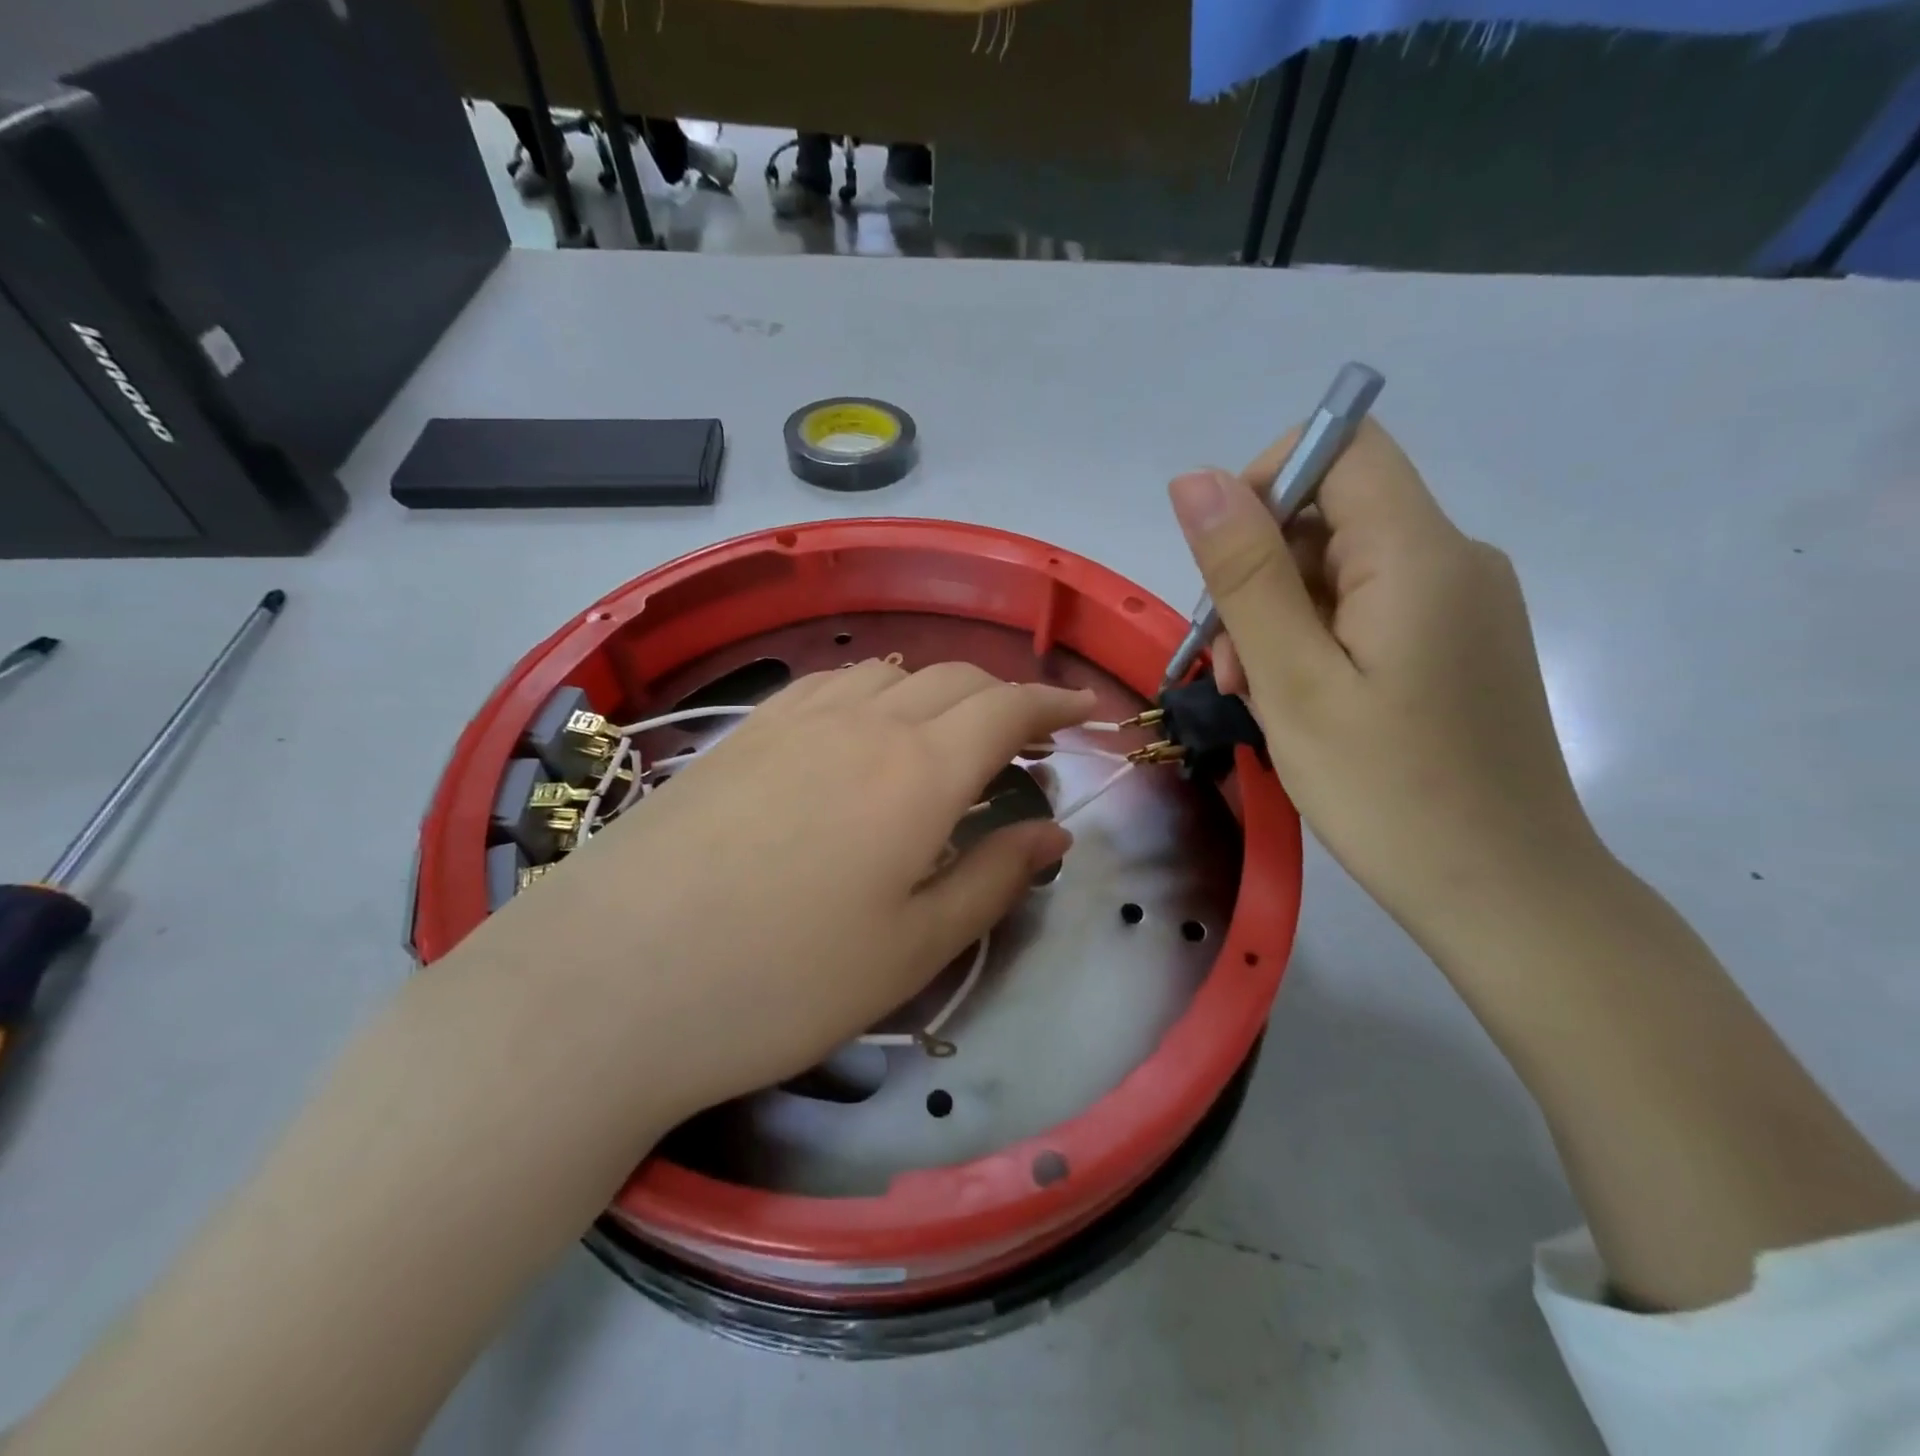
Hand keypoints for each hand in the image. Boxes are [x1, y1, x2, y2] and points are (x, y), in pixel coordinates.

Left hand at [489, 661, 1091, 1121]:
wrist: (609, 982)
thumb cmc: (782, 981)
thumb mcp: (912, 949)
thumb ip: (993, 880)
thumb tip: (1051, 834)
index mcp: (918, 771)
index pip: (1007, 708)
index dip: (1054, 705)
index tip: (1085, 713)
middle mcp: (862, 723)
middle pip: (954, 680)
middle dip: (1003, 698)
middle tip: (1025, 740)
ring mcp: (793, 720)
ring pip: (889, 671)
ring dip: (937, 690)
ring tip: (948, 732)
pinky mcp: (739, 734)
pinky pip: (829, 684)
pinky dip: (872, 690)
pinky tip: (862, 727)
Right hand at [1169, 420, 1600, 943]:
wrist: (1503, 893)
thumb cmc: (1386, 791)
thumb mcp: (1293, 681)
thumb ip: (1244, 574)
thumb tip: (1194, 479)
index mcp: (1419, 553)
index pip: (1340, 446)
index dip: (1264, 484)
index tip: (1220, 570)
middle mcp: (1454, 559)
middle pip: (1333, 512)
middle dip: (1259, 572)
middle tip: (1231, 669)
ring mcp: (1460, 604)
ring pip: (1342, 568)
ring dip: (1280, 616)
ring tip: (1258, 697)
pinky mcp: (1457, 645)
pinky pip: (1369, 609)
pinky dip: (1317, 640)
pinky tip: (1299, 702)